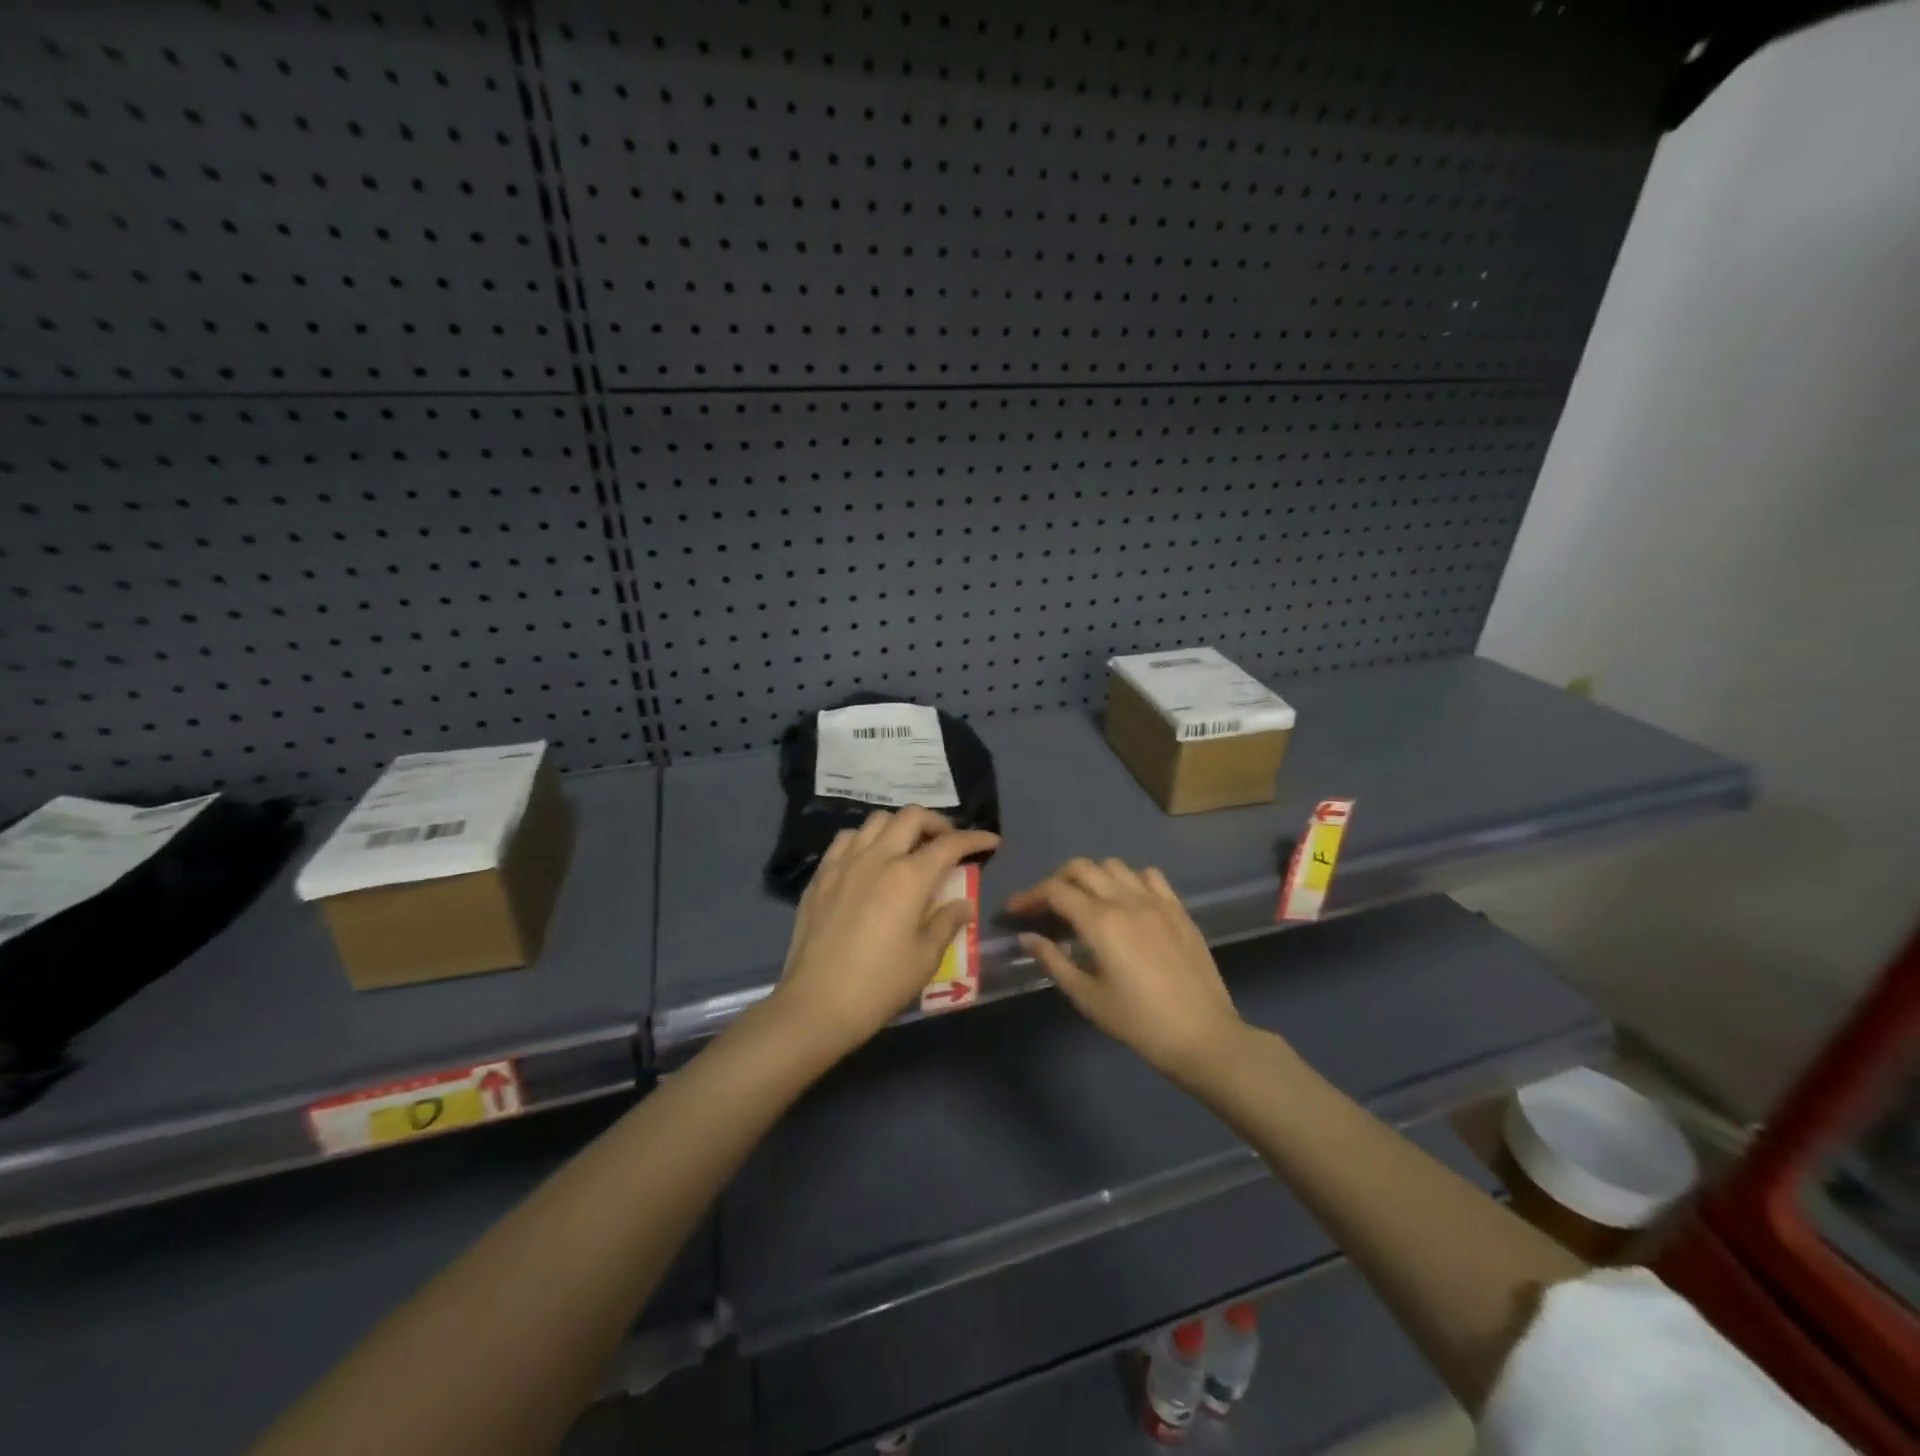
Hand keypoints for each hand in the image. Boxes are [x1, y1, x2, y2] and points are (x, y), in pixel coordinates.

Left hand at [772, 807, 999, 1057]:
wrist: (816, 1004)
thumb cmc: (879, 985)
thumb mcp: (925, 958)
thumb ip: (947, 923)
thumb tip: (963, 904)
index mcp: (909, 877)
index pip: (950, 844)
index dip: (975, 838)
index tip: (991, 841)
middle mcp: (877, 858)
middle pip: (911, 817)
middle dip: (937, 823)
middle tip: (947, 843)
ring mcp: (844, 863)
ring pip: (876, 821)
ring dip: (900, 827)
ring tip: (908, 848)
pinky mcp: (820, 875)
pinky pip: (846, 839)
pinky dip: (866, 839)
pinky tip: (870, 860)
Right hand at [1010, 858, 1244, 1080]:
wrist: (1203, 1036)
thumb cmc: (1138, 1023)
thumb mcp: (1087, 997)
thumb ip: (1054, 961)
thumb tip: (1027, 937)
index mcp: (1100, 922)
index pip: (1054, 891)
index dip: (1029, 896)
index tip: (1014, 911)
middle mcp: (1126, 900)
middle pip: (1081, 868)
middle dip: (1056, 881)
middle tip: (1045, 907)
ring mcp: (1156, 901)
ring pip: (1114, 866)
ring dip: (1091, 877)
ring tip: (1084, 902)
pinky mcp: (1178, 909)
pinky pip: (1149, 876)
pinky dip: (1129, 880)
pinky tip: (1126, 902)